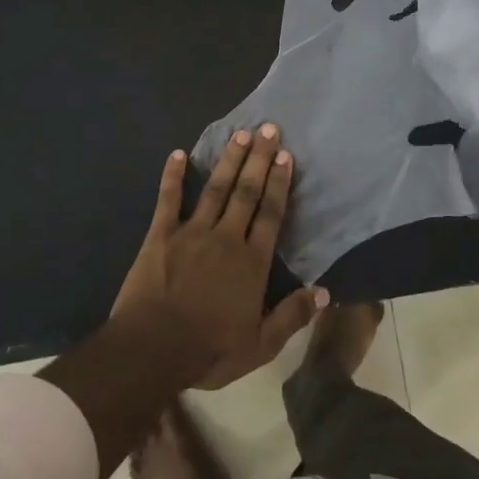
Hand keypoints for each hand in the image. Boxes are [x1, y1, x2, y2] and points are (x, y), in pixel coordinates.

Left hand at [111, 125, 327, 391]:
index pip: (270, 214)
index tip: (285, 155)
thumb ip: (292, 316)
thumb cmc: (209, 350)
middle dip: (258, 159)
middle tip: (267, 128)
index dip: (279, 183)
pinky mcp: (160, 236)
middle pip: (246, 192)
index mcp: (251, 262)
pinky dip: (174, 176)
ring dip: (228, 160)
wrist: (153, 349)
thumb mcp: (260, 345)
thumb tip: (325, 292)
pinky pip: (168, 200)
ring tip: (239, 135)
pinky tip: (179, 154)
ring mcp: (191, 233)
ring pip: (215, 189)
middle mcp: (226, 238)